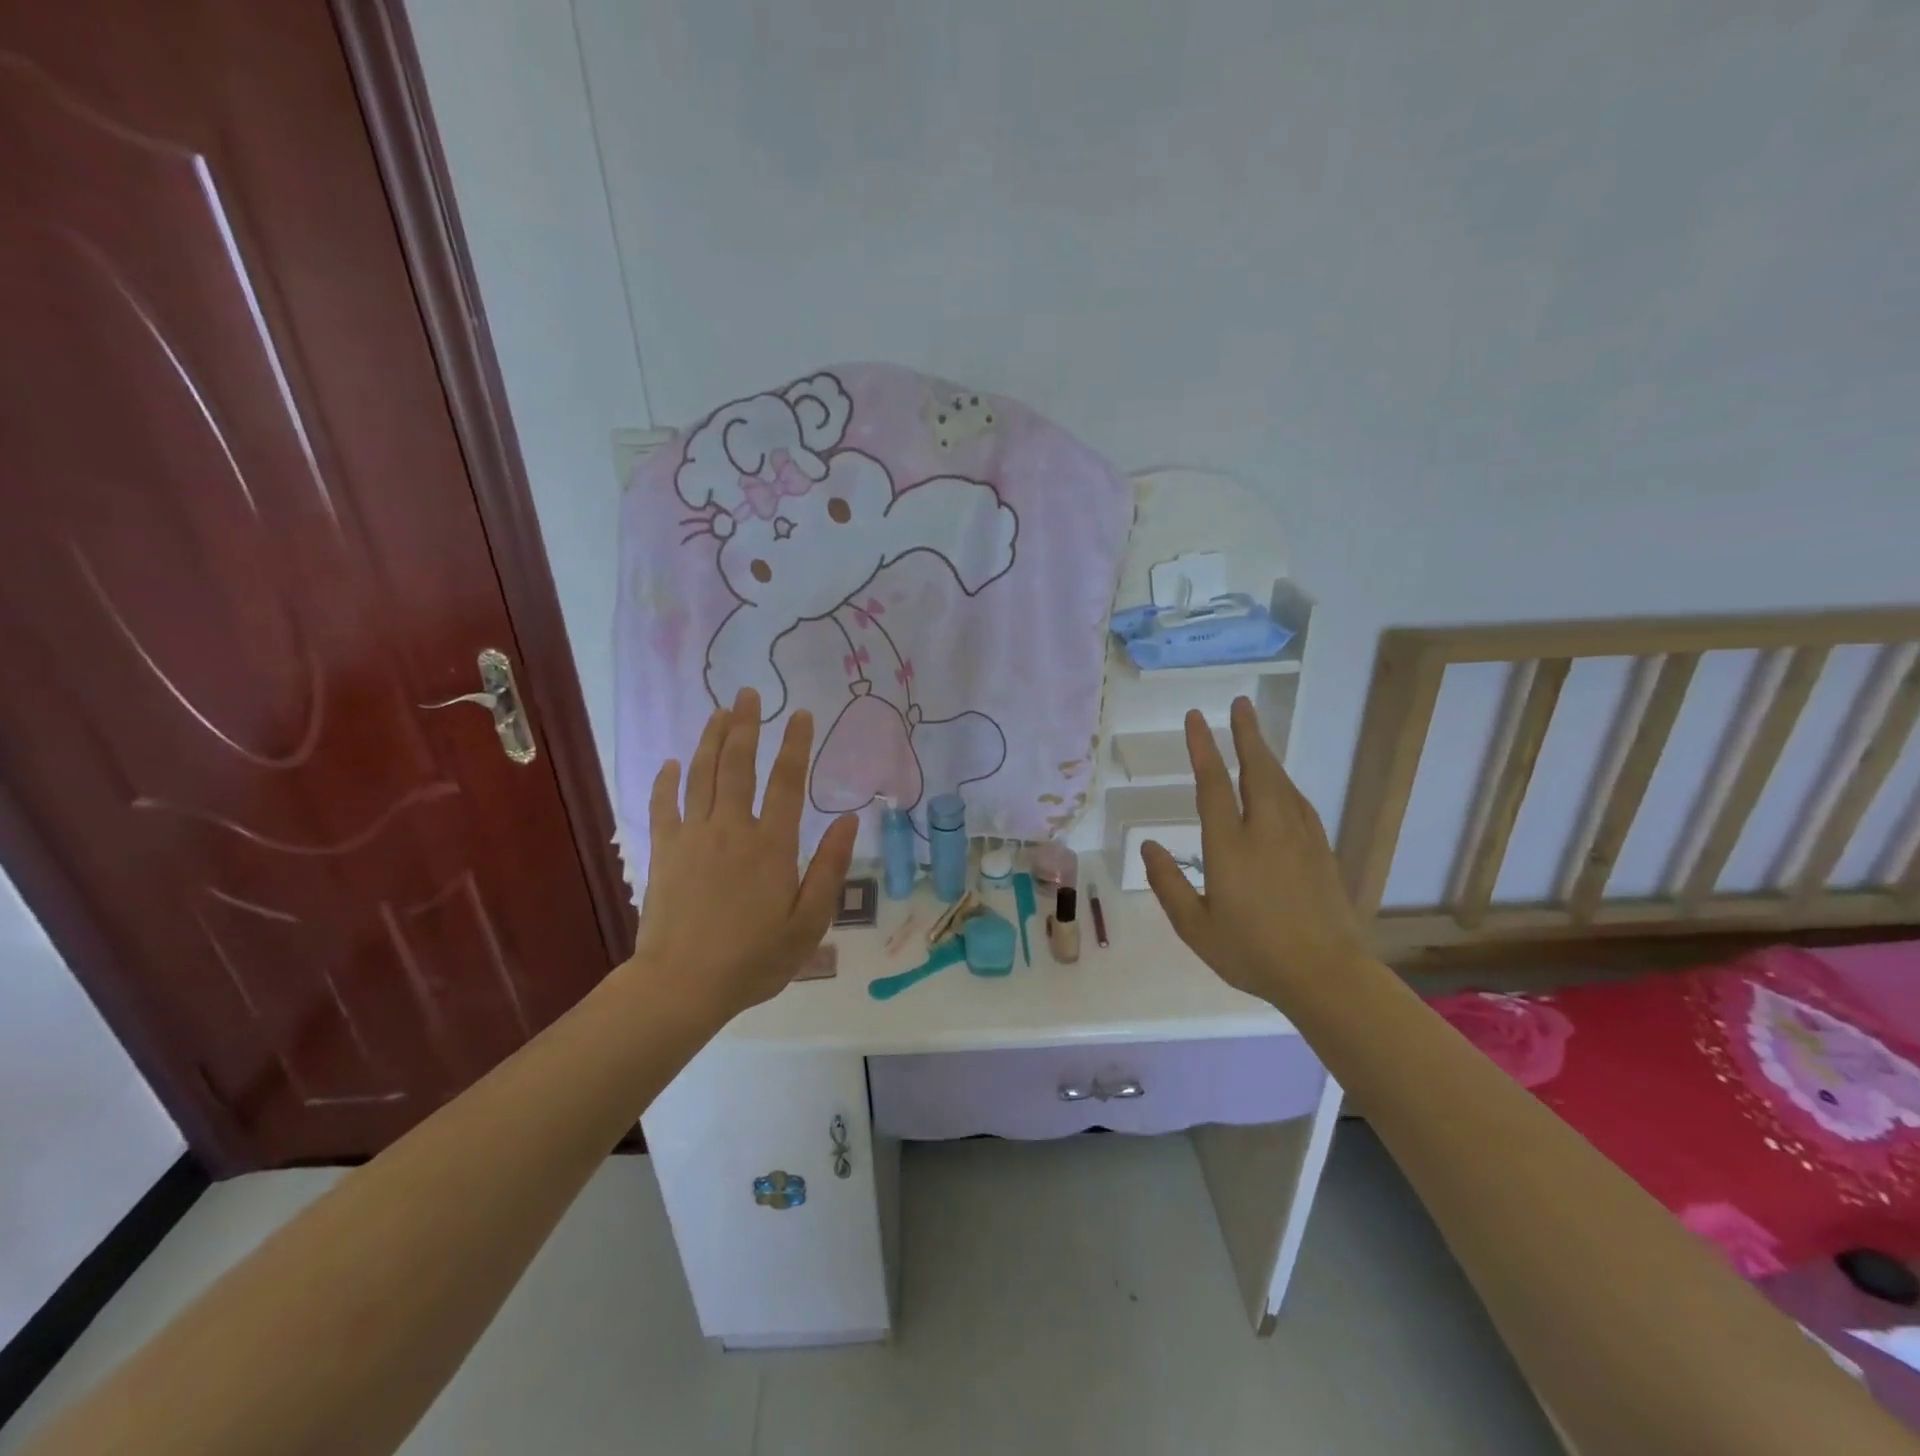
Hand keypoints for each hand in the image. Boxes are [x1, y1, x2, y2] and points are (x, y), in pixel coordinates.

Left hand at [632, 689, 857, 1019]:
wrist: (682, 985)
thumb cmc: (754, 958)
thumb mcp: (808, 922)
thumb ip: (829, 868)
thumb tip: (850, 821)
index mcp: (771, 845)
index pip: (787, 782)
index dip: (795, 745)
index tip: (801, 714)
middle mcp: (731, 829)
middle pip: (738, 765)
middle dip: (747, 726)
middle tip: (750, 694)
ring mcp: (693, 837)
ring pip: (702, 775)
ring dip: (712, 740)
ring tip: (720, 712)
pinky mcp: (664, 852)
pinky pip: (664, 806)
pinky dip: (667, 781)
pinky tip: (671, 762)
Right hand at [1142, 697, 1367, 1002]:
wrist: (1326, 975)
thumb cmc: (1251, 952)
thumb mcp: (1194, 926)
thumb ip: (1168, 883)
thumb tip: (1149, 845)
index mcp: (1230, 845)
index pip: (1213, 783)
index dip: (1203, 747)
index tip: (1196, 718)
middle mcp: (1266, 830)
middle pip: (1256, 769)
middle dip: (1246, 734)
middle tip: (1240, 704)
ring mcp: (1299, 838)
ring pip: (1281, 782)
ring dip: (1266, 754)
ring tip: (1254, 735)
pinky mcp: (1321, 851)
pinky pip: (1299, 803)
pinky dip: (1286, 784)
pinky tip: (1283, 785)